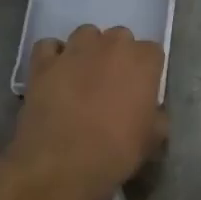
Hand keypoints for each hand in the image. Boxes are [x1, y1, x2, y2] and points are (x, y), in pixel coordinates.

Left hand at [10, 25, 166, 199]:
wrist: (62, 164)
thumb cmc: (116, 152)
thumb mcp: (152, 140)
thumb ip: (157, 116)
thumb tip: (152, 111)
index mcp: (143, 61)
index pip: (153, 52)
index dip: (148, 71)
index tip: (142, 90)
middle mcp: (111, 45)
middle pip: (120, 37)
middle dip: (119, 56)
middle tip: (113, 84)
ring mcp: (74, 50)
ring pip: (86, 34)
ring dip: (88, 50)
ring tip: (84, 75)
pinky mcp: (43, 63)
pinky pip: (49, 46)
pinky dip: (53, 55)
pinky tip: (56, 74)